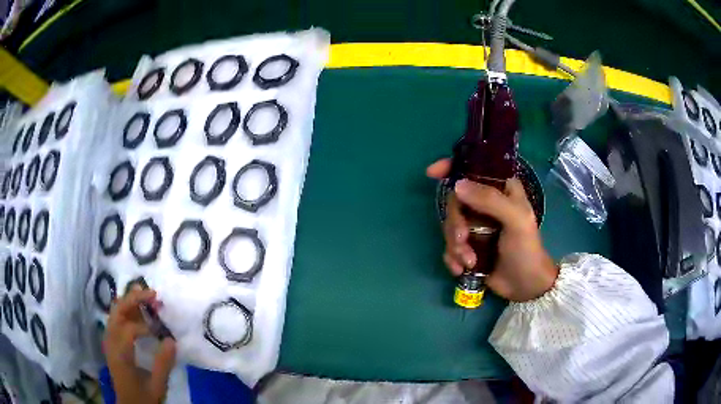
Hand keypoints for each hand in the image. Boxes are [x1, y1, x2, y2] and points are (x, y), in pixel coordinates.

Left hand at [104, 288, 175, 403]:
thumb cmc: (143, 397)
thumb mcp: (157, 386)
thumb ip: (163, 364)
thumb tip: (171, 339)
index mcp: (120, 354)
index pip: (129, 329)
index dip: (146, 326)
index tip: (161, 332)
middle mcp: (111, 342)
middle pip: (117, 311)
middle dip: (134, 299)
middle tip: (153, 295)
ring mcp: (110, 340)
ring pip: (115, 312)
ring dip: (130, 302)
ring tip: (146, 295)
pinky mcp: (112, 342)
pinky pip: (117, 319)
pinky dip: (127, 310)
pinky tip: (138, 310)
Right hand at [427, 159, 557, 301]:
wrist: (524, 285)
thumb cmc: (526, 249)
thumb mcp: (516, 220)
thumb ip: (491, 200)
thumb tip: (457, 186)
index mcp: (500, 189)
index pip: (474, 167)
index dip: (452, 166)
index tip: (432, 173)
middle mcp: (485, 203)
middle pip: (455, 201)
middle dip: (455, 223)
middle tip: (463, 240)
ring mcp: (475, 225)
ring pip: (449, 225)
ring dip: (455, 245)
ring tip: (469, 261)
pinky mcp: (468, 246)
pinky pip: (449, 245)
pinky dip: (453, 258)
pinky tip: (462, 269)